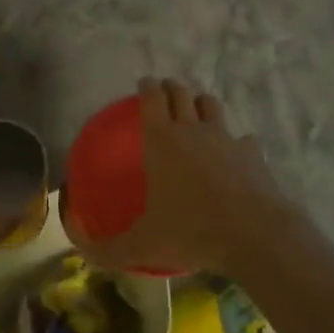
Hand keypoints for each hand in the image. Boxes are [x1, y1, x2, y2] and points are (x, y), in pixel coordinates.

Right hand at [80, 78, 295, 278]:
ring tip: (197, 113)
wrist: (253, 234)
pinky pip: (242, 138)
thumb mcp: (142, 246)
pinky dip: (235, 142)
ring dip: (201, 104)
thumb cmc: (191, 231)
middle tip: (165, 91)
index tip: (144, 84)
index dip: (146, 86)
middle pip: (181, 92)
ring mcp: (226, 137)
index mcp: (162, 140)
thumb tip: (80, 249)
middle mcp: (192, 129)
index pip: (151, 97)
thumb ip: (107, 249)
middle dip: (171, 87)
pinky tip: (234, 155)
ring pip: (212, 105)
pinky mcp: (251, 152)